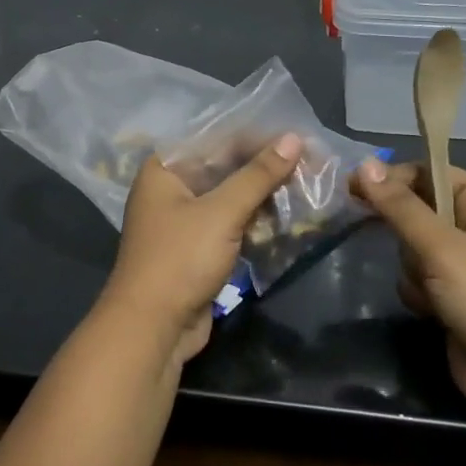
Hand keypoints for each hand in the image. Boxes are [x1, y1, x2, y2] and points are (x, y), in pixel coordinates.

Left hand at [100, 134, 302, 365]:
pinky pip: (229, 224)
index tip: (299, 138)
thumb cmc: (181, 258)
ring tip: (307, 186)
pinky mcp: (196, 249)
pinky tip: (287, 218)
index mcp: (164, 169)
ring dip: (263, 195)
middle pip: (223, 168)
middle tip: (311, 163)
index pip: (216, 140)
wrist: (153, 327)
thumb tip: (294, 138)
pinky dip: (254, 221)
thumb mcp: (222, 212)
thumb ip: (258, 175)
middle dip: (264, 168)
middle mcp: (170, 189)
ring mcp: (182, 221)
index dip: (258, 138)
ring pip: (228, 198)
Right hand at [352, 158, 465, 420]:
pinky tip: (431, 311)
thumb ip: (400, 207)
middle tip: (400, 245)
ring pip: (414, 247)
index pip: (432, 173)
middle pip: (419, 210)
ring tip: (431, 290)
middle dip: (406, 233)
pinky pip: (420, 277)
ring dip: (412, 267)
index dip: (393, 179)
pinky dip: (418, 291)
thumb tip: (364, 163)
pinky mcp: (457, 296)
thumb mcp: (442, 248)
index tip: (354, 190)